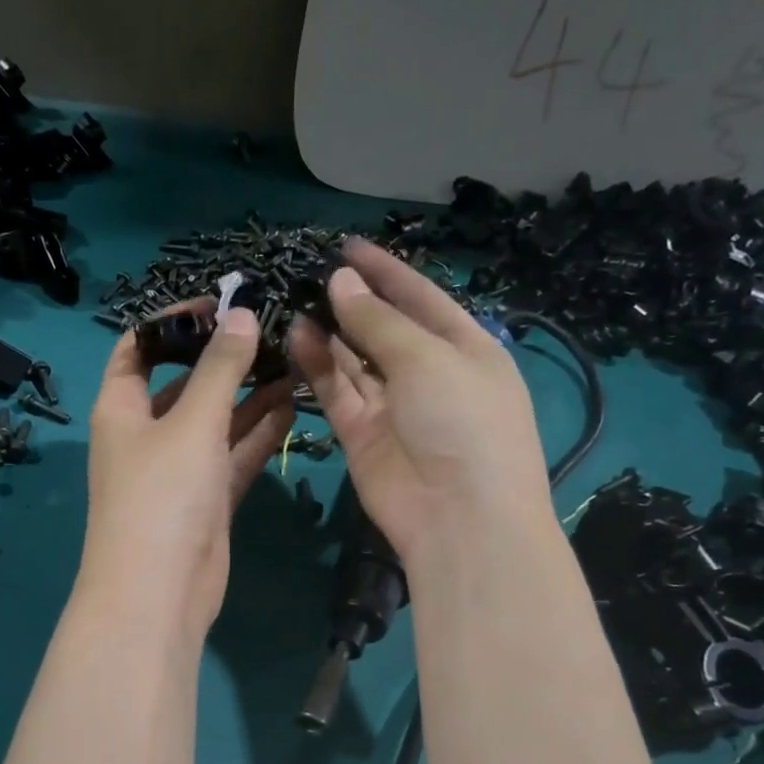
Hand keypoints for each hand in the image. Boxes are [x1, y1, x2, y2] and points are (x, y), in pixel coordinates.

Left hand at [82, 300, 295, 635]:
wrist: (158, 592)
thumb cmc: (162, 495)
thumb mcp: (191, 423)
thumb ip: (220, 369)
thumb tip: (240, 316)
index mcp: (122, 408)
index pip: (139, 347)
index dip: (174, 322)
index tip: (219, 304)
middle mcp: (147, 434)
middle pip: (184, 383)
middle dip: (222, 358)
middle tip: (271, 330)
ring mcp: (178, 468)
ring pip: (216, 420)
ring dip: (248, 394)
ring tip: (292, 359)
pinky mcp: (207, 498)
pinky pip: (233, 454)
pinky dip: (258, 432)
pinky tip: (292, 403)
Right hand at [289, 237, 549, 563]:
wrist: (458, 516)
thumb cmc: (462, 421)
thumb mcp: (428, 358)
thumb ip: (379, 321)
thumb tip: (341, 282)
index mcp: (466, 348)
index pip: (421, 298)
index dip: (387, 272)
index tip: (348, 246)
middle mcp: (429, 373)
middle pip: (385, 328)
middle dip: (353, 301)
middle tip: (311, 274)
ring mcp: (393, 405)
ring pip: (355, 359)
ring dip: (330, 330)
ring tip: (297, 300)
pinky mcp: (361, 433)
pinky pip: (338, 390)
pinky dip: (318, 364)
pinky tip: (298, 335)